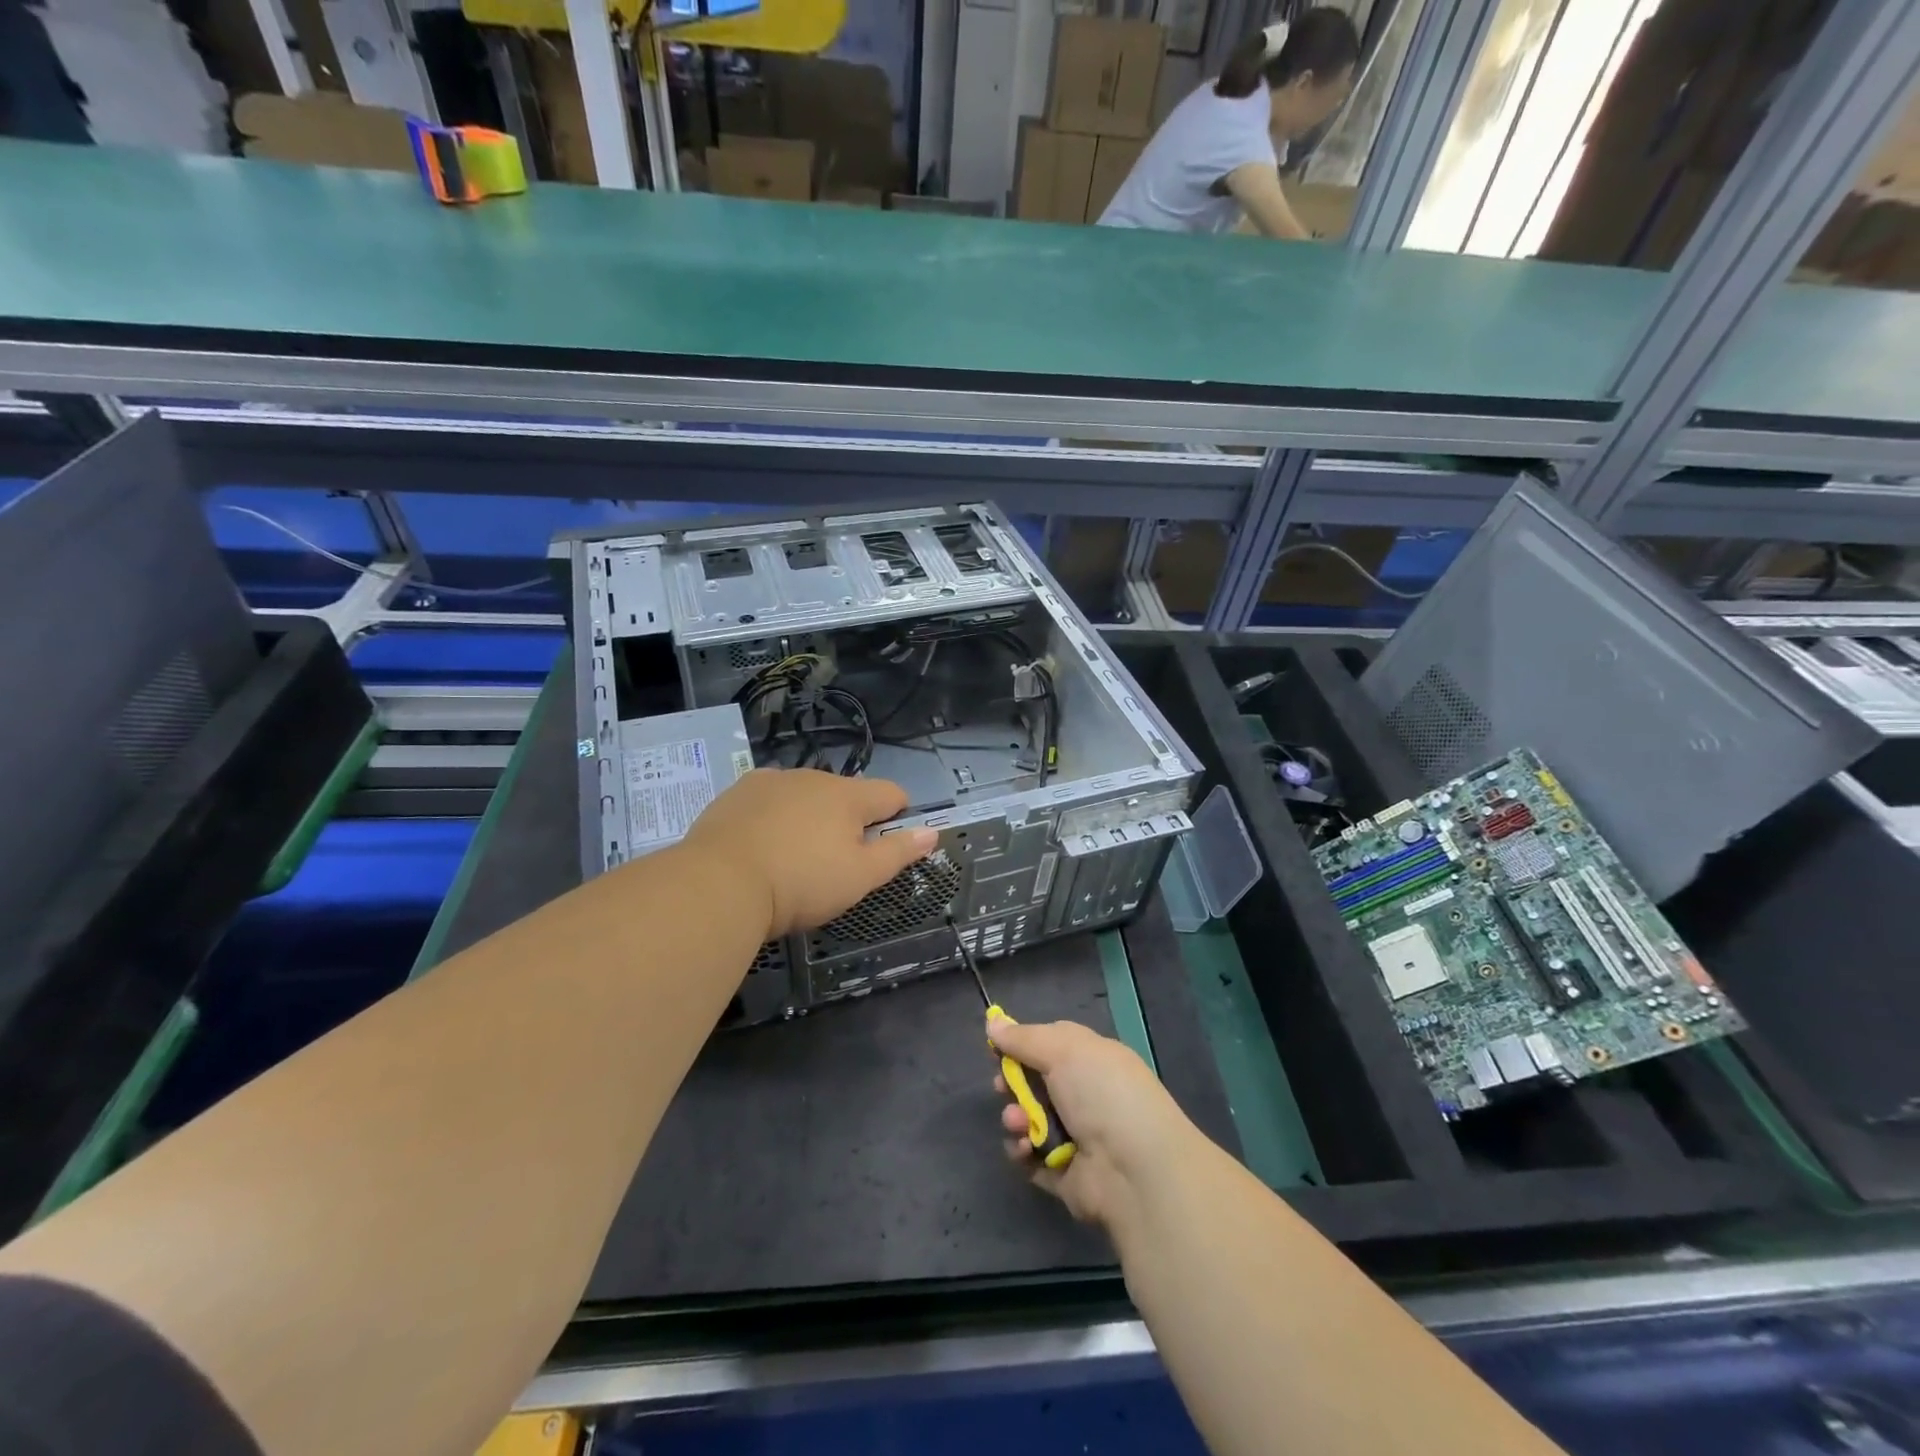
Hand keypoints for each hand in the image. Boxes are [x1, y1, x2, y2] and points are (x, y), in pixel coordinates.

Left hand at [680, 768, 936, 936]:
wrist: (719, 883)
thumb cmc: (801, 883)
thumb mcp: (859, 877)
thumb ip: (898, 853)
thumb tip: (931, 832)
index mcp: (849, 795)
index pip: (892, 793)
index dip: (898, 817)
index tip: (885, 846)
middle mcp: (814, 777)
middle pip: (847, 795)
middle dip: (849, 822)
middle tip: (833, 864)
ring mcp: (772, 780)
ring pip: (806, 795)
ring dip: (810, 817)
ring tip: (791, 858)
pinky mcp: (738, 791)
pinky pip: (770, 799)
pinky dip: (773, 817)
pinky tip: (760, 847)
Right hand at [990, 1018, 1197, 1231]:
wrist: (1135, 1170)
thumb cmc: (1103, 1093)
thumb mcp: (1063, 1050)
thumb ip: (1024, 1037)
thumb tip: (992, 1022)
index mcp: (1092, 1059)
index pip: (1051, 1045)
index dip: (1022, 1044)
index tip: (996, 1048)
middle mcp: (1085, 1095)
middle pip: (1034, 1082)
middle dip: (1012, 1083)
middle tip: (1001, 1086)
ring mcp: (1075, 1135)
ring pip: (1027, 1119)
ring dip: (1015, 1117)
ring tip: (1018, 1122)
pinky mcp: (1064, 1173)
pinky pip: (1030, 1157)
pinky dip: (1021, 1150)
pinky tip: (1025, 1147)